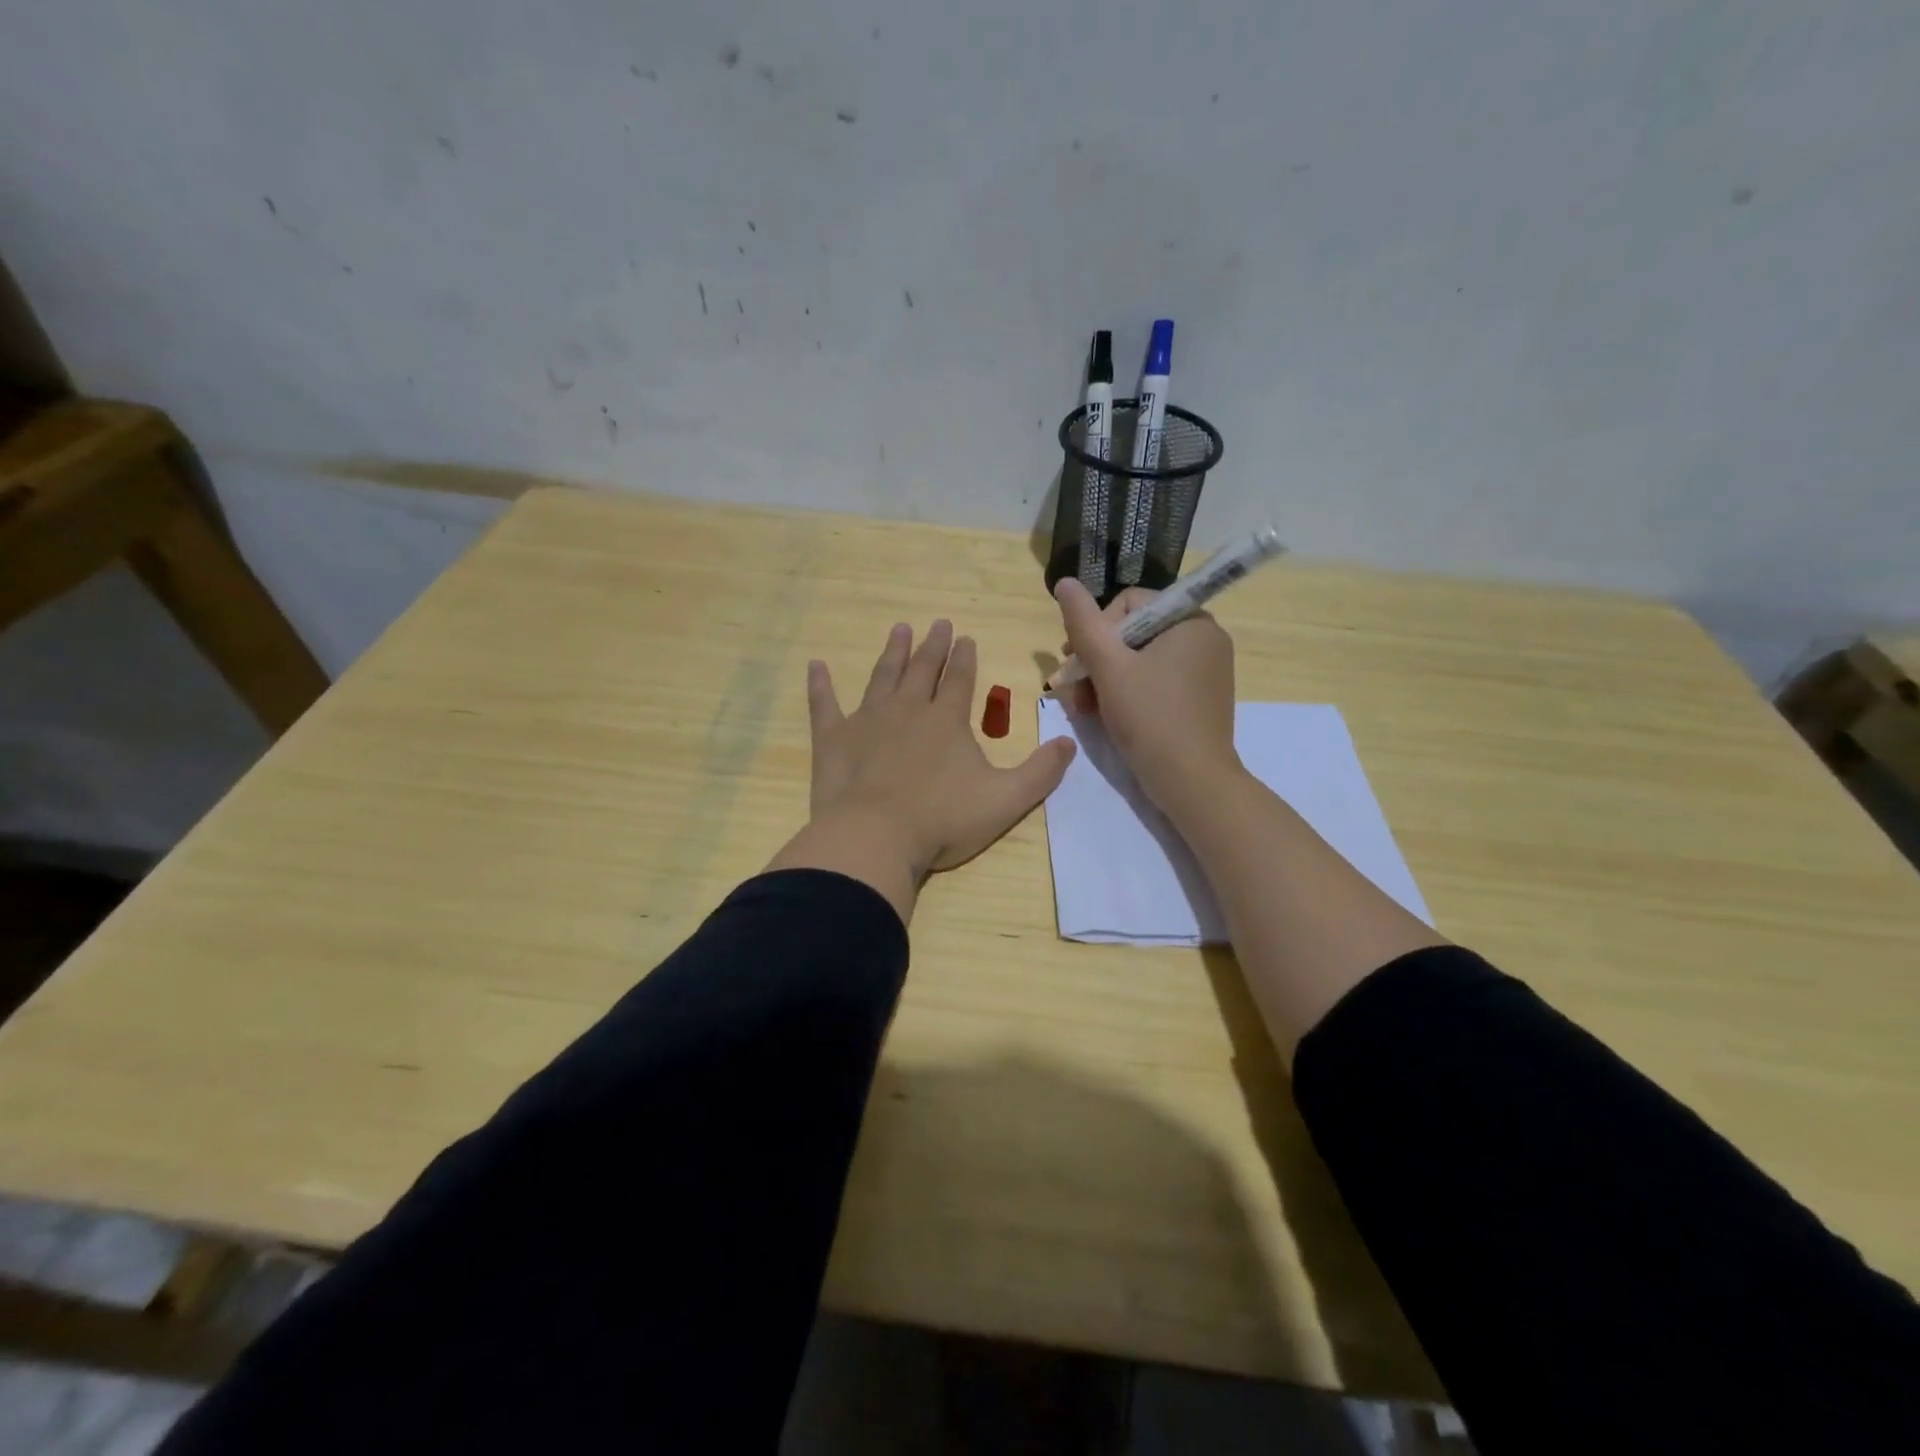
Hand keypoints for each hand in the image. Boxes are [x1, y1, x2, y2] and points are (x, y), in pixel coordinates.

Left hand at [768, 620, 1076, 921]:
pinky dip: (820, 685)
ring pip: (882, 677)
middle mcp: (907, 710)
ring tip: (899, 630)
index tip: (965, 637)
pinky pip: (824, 705)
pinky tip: (816, 665)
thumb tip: (1069, 743)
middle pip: (922, 670)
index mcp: (946, 721)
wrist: (876, 837)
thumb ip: (1041, 772)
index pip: (959, 680)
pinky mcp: (834, 740)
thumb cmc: (943, 820)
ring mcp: (867, 721)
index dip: (964, 658)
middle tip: (937, 622)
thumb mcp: (1006, 800)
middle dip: (932, 646)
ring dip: (892, 653)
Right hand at [1054, 579, 1240, 812]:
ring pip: (1141, 659)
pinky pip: (1156, 680)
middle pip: (1133, 631)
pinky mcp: (1201, 697)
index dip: (1096, 630)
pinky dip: (1128, 692)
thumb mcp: (1109, 667)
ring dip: (1106, 679)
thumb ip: (1084, 623)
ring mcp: (1206, 669)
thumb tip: (1064, 581)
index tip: (1076, 662)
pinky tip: (1107, 715)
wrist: (1193, 782)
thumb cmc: (1150, 718)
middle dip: (1097, 659)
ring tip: (1086, 708)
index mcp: (1190, 620)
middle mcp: (1204, 637)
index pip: (1129, 603)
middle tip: (1073, 688)